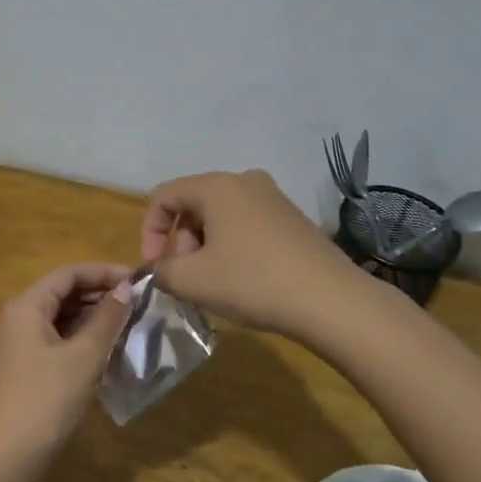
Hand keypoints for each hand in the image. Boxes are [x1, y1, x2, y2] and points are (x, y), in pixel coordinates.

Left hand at [0, 262, 133, 478]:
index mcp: (26, 306)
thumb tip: (127, 288)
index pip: (68, 273)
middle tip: (139, 303)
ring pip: (59, 318)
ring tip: (129, 324)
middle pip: (62, 293)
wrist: (3, 461)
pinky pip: (55, 340)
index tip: (139, 281)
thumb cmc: (44, 401)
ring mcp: (17, 346)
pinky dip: (80, 339)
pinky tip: (105, 350)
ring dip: (92, 318)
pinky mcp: (23, 370)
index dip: (104, 272)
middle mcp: (17, 318)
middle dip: (100, 294)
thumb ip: (106, 319)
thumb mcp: (83, 357)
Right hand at [140, 169, 363, 340]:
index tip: (154, 267)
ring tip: (213, 284)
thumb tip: (158, 269)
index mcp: (216, 185)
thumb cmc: (253, 282)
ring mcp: (273, 197)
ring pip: (220, 217)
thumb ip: (161, 271)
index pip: (163, 196)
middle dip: (180, 243)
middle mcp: (244, 180)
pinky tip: (242, 280)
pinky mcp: (293, 218)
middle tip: (186, 280)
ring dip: (205, 248)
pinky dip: (232, 248)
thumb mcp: (192, 281)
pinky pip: (246, 225)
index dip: (149, 231)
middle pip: (193, 205)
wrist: (332, 301)